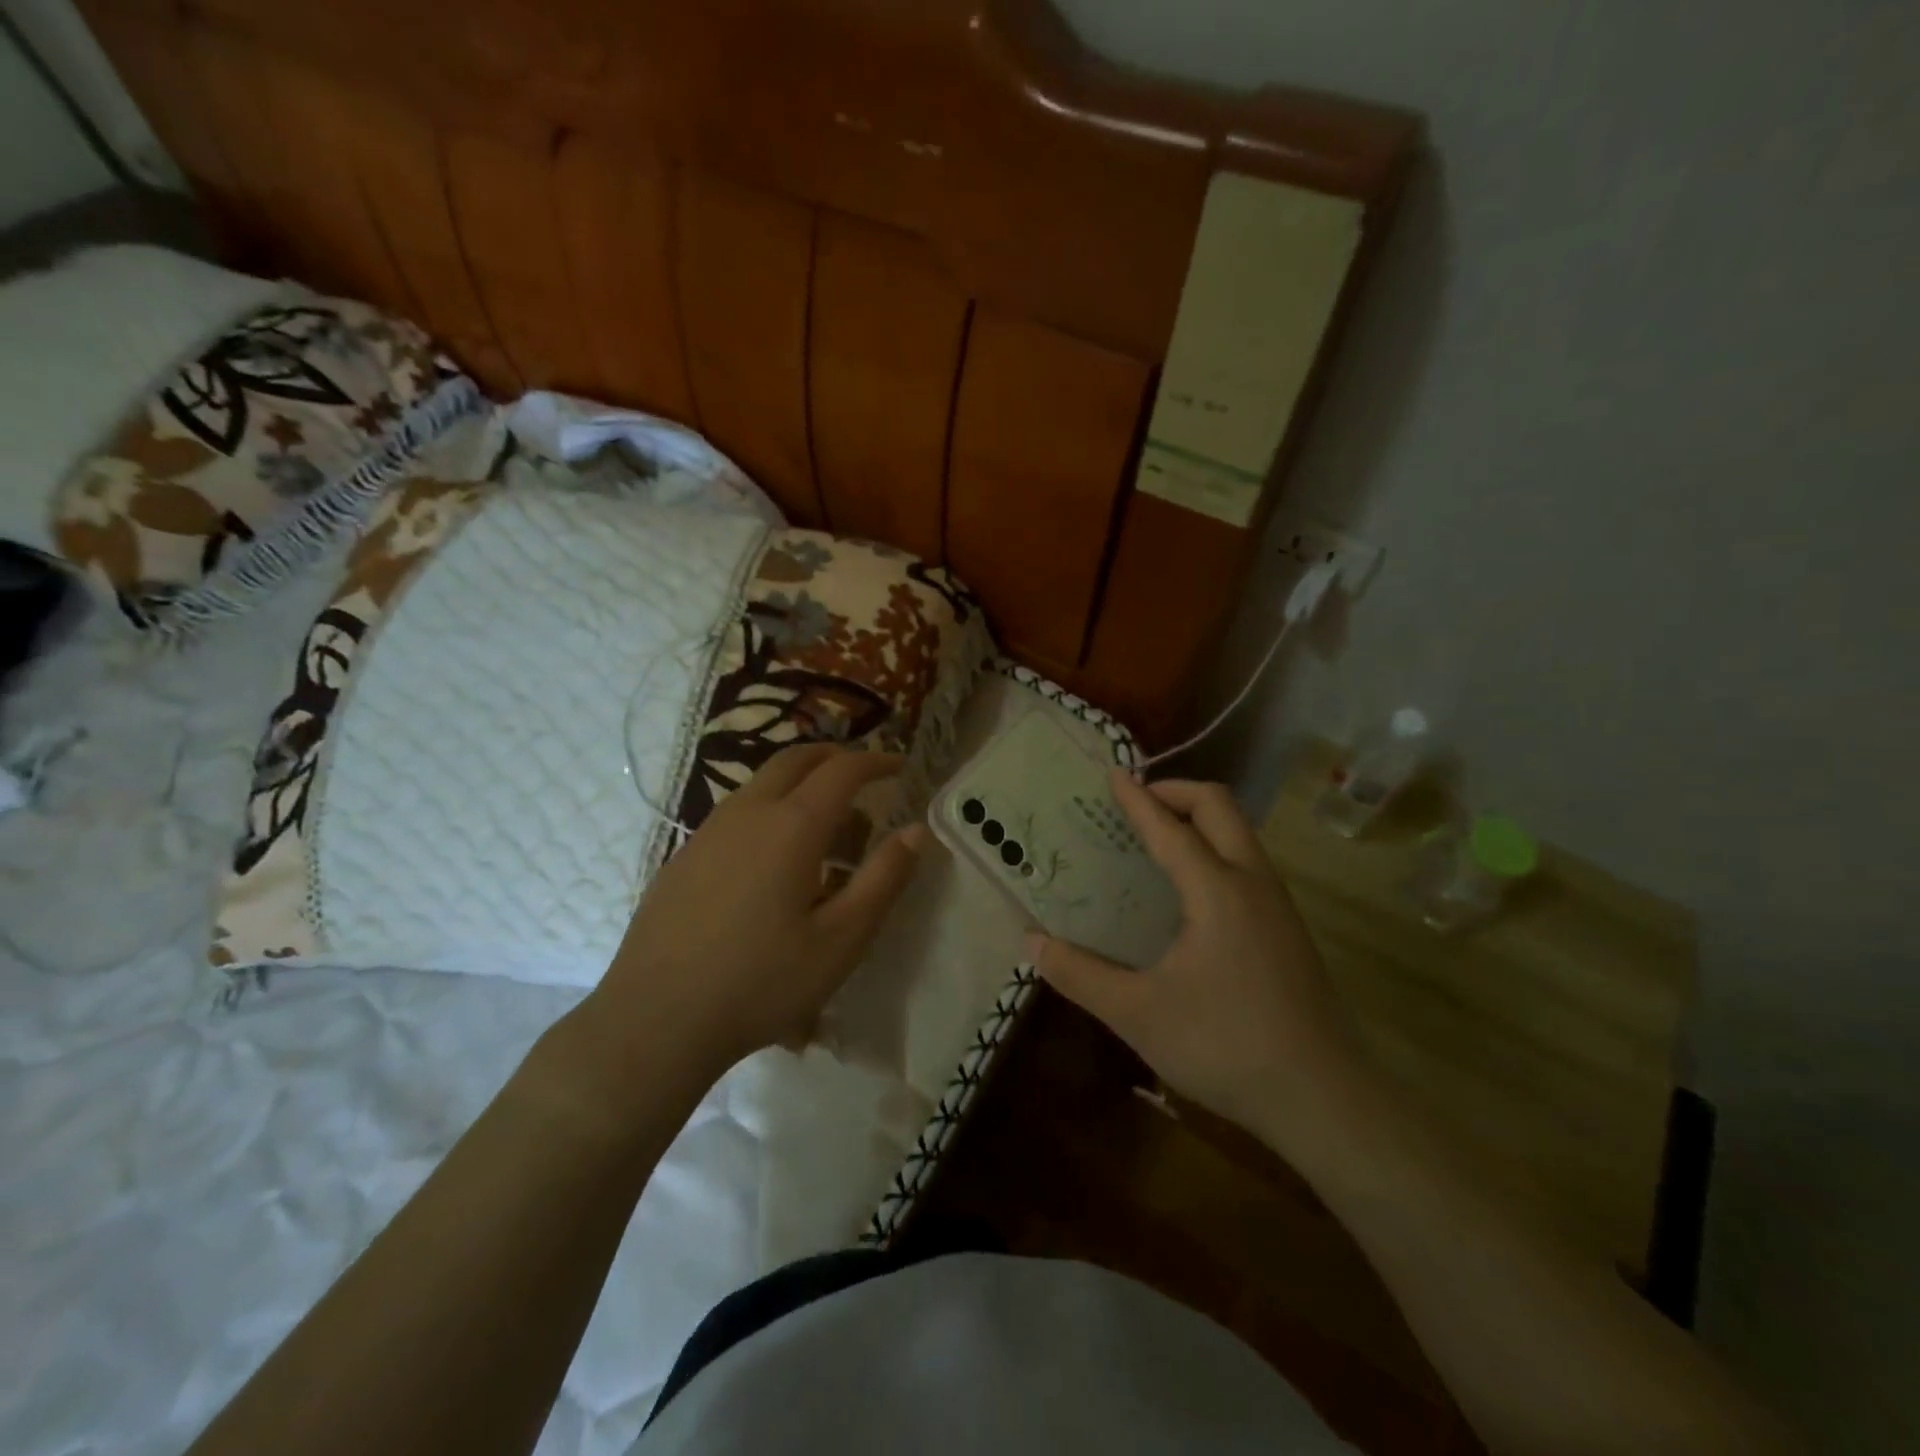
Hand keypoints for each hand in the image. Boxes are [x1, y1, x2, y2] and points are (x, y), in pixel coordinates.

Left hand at [589, 744, 924, 1081]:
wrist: (656, 1019)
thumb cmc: (762, 981)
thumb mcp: (841, 939)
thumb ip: (883, 879)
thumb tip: (916, 831)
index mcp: (792, 825)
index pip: (842, 770)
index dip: (876, 761)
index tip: (900, 766)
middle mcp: (748, 812)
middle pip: (796, 759)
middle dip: (835, 758)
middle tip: (863, 778)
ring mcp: (709, 831)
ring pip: (762, 784)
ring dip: (800, 786)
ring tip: (825, 831)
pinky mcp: (684, 856)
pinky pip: (737, 813)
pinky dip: (770, 811)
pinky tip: (773, 864)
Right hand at [1030, 774, 1376, 1162]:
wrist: (1324, 1100)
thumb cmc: (1225, 1046)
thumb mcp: (1138, 1014)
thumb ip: (1080, 975)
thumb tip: (1033, 943)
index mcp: (1217, 891)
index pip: (1170, 827)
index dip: (1137, 799)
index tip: (1113, 775)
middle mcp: (1253, 883)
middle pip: (1220, 807)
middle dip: (1176, 792)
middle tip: (1137, 804)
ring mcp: (1279, 906)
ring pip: (1241, 834)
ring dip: (1200, 821)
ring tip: (1158, 842)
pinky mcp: (1289, 930)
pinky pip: (1248, 864)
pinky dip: (1215, 851)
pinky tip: (1191, 894)